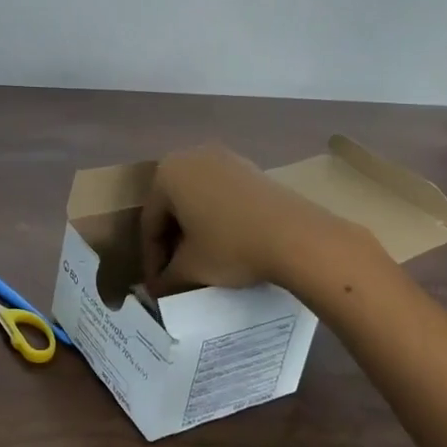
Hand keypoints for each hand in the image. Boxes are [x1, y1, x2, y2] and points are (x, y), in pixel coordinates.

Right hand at [140, 143, 322, 294]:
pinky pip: (222, 195)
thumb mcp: (191, 268)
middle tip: (174, 273)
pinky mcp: (252, 169)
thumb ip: (166, 278)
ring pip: (198, 200)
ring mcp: (225, 159)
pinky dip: (217, 219)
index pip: (149, 222)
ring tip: (200, 261)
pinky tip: (226, 244)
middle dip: (171, 241)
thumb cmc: (231, 246)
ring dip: (194, 230)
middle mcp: (192, 156)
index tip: (157, 287)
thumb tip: (157, 290)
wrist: (297, 237)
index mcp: (167, 173)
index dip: (151, 259)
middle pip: (172, 206)